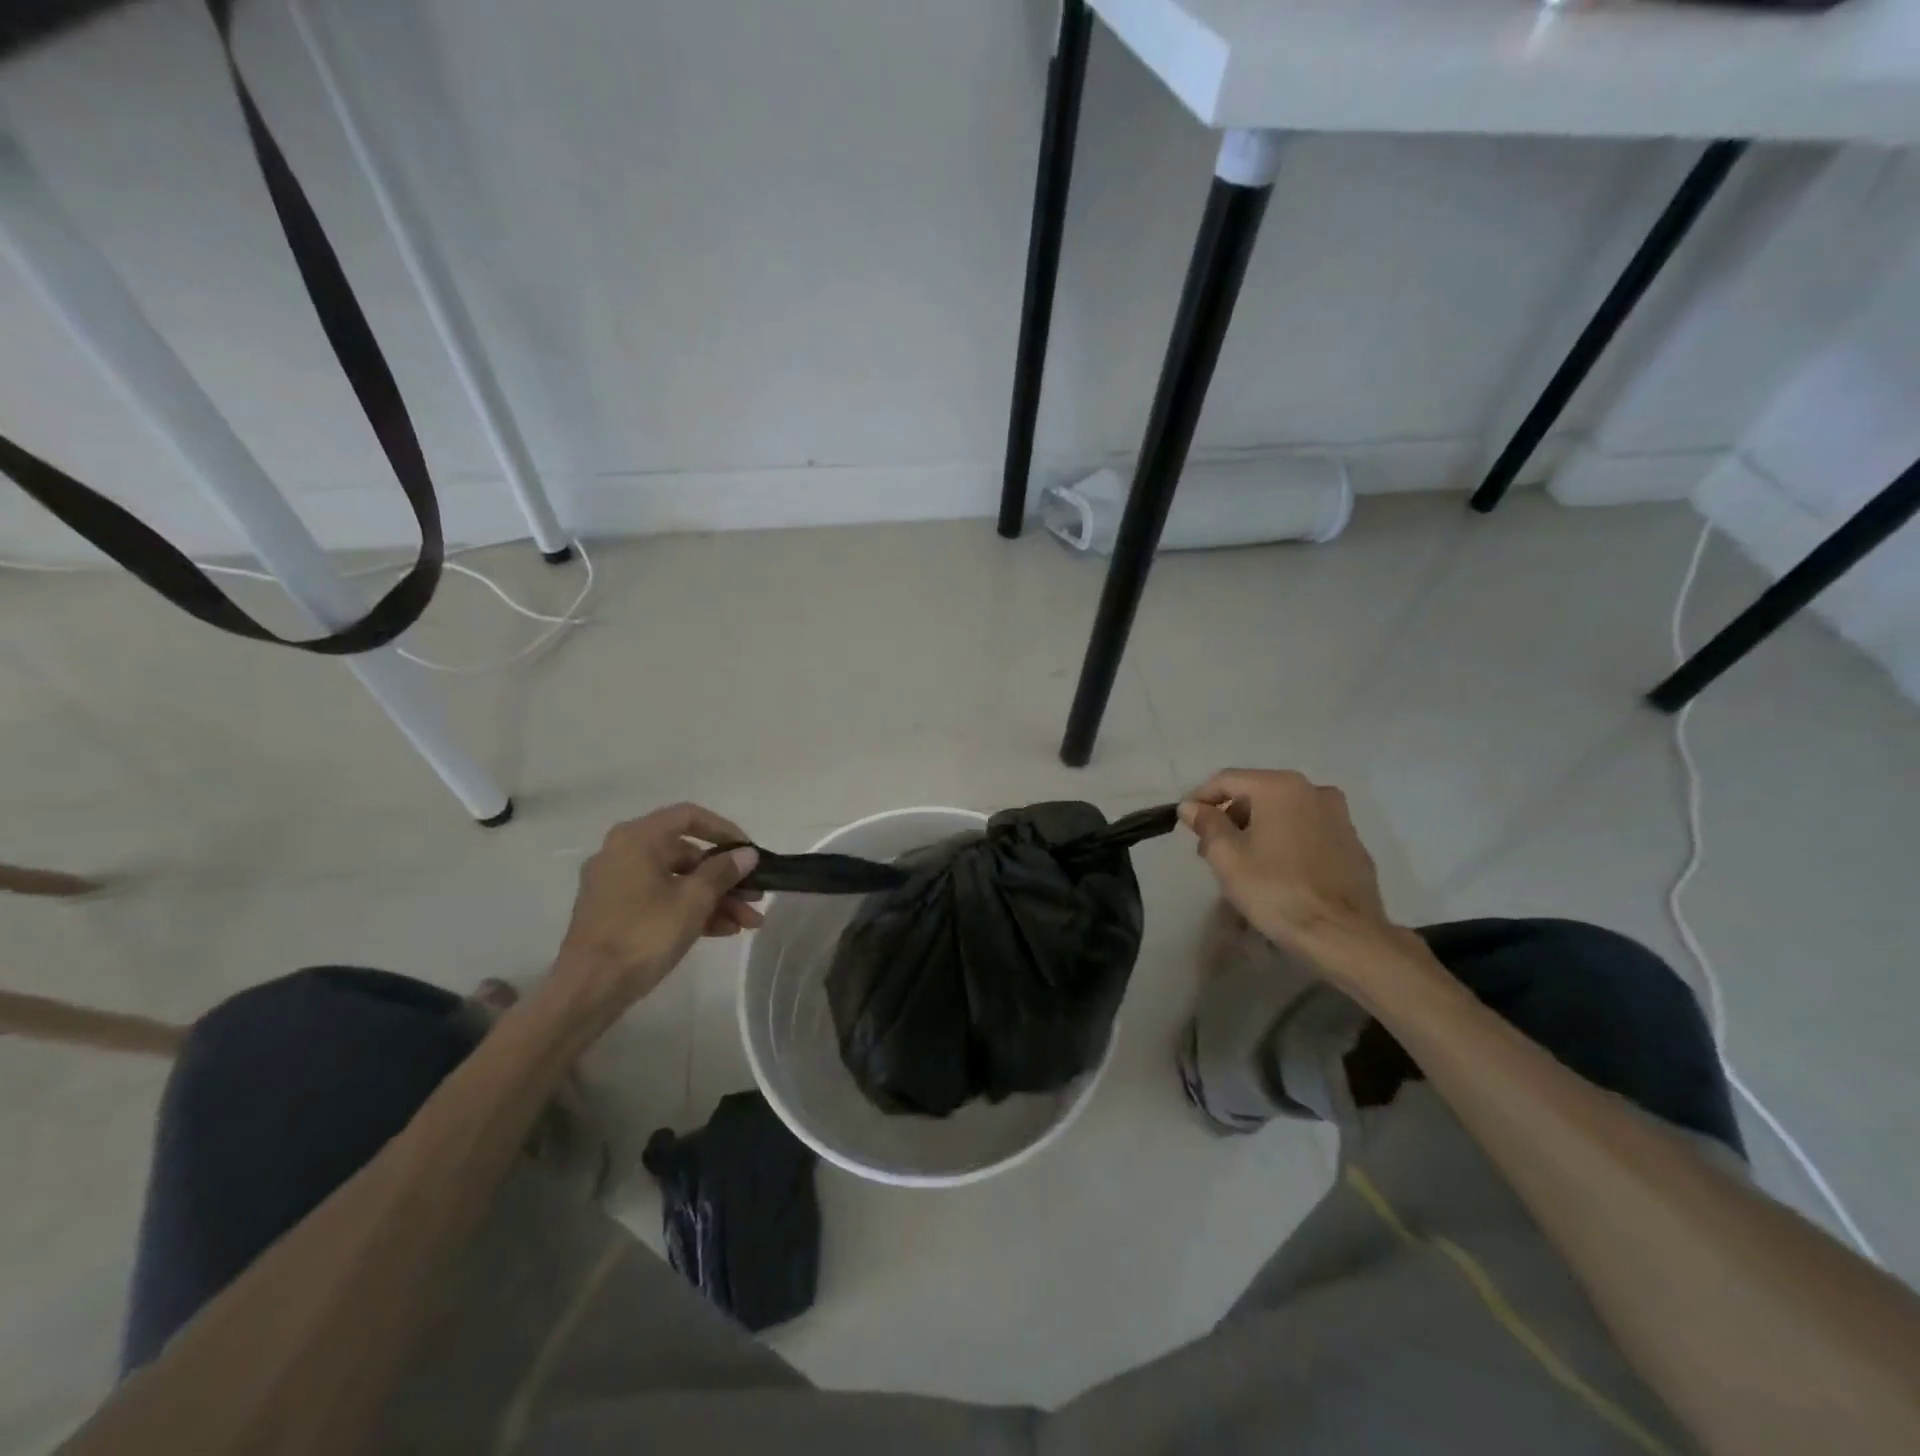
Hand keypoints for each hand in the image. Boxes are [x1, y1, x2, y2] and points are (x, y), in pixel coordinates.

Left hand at [554, 803, 761, 1014]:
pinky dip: (690, 910)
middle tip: (755, 897)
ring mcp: (617, 884)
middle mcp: (623, 853)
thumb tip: (747, 854)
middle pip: (687, 854)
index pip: (690, 817)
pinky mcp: (615, 912)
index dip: (726, 831)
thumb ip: (723, 871)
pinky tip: (723, 931)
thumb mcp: (693, 900)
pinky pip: (661, 900)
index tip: (749, 853)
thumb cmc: (644, 933)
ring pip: (677, 881)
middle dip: (726, 877)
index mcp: (638, 838)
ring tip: (747, 922)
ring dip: (715, 899)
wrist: (588, 989)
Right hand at [1180, 769, 1396, 967]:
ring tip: (1242, 861)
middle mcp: (1313, 790)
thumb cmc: (1276, 890)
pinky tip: (1278, 870)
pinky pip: (1307, 830)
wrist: (1343, 934)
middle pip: (1257, 793)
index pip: (1227, 780)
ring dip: (1258, 828)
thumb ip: (1207, 824)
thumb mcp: (1227, 857)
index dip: (1200, 798)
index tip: (1185, 821)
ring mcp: (1339, 816)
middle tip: (1210, 847)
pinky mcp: (1352, 842)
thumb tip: (1191, 806)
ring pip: (1284, 811)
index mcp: (1280, 787)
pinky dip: (1286, 840)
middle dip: (1230, 816)